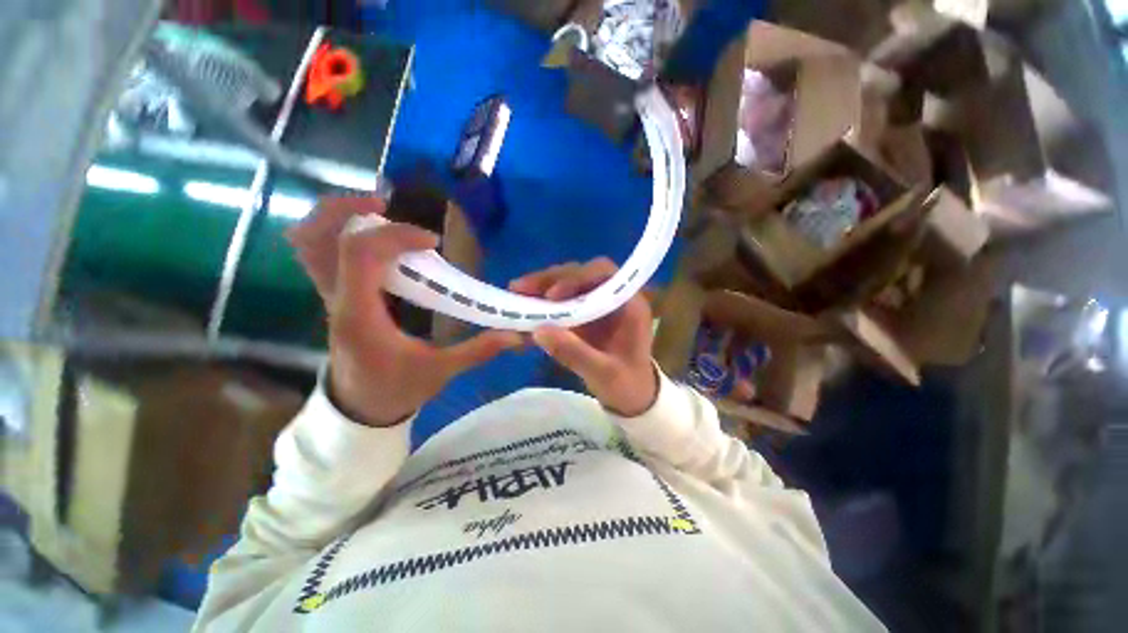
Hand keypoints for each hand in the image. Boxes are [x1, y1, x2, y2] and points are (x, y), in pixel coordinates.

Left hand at [288, 197, 520, 426]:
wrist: (359, 409)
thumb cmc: (396, 389)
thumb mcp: (441, 371)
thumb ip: (478, 350)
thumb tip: (515, 335)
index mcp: (360, 314)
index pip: (361, 253)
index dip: (396, 235)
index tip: (432, 240)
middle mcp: (336, 298)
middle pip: (316, 234)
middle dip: (350, 209)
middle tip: (388, 206)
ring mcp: (328, 295)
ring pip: (309, 239)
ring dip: (338, 216)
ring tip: (377, 213)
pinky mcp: (334, 295)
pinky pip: (318, 252)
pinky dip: (336, 232)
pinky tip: (372, 237)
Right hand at [510, 258, 658, 416]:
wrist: (632, 399)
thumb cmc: (627, 385)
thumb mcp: (604, 374)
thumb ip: (575, 353)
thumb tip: (538, 331)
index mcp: (629, 304)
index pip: (604, 273)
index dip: (577, 278)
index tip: (552, 295)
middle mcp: (611, 298)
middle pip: (580, 274)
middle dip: (550, 279)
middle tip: (519, 288)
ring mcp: (596, 305)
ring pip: (567, 284)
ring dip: (541, 288)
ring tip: (516, 293)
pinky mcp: (582, 315)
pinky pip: (560, 302)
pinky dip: (541, 304)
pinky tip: (523, 309)